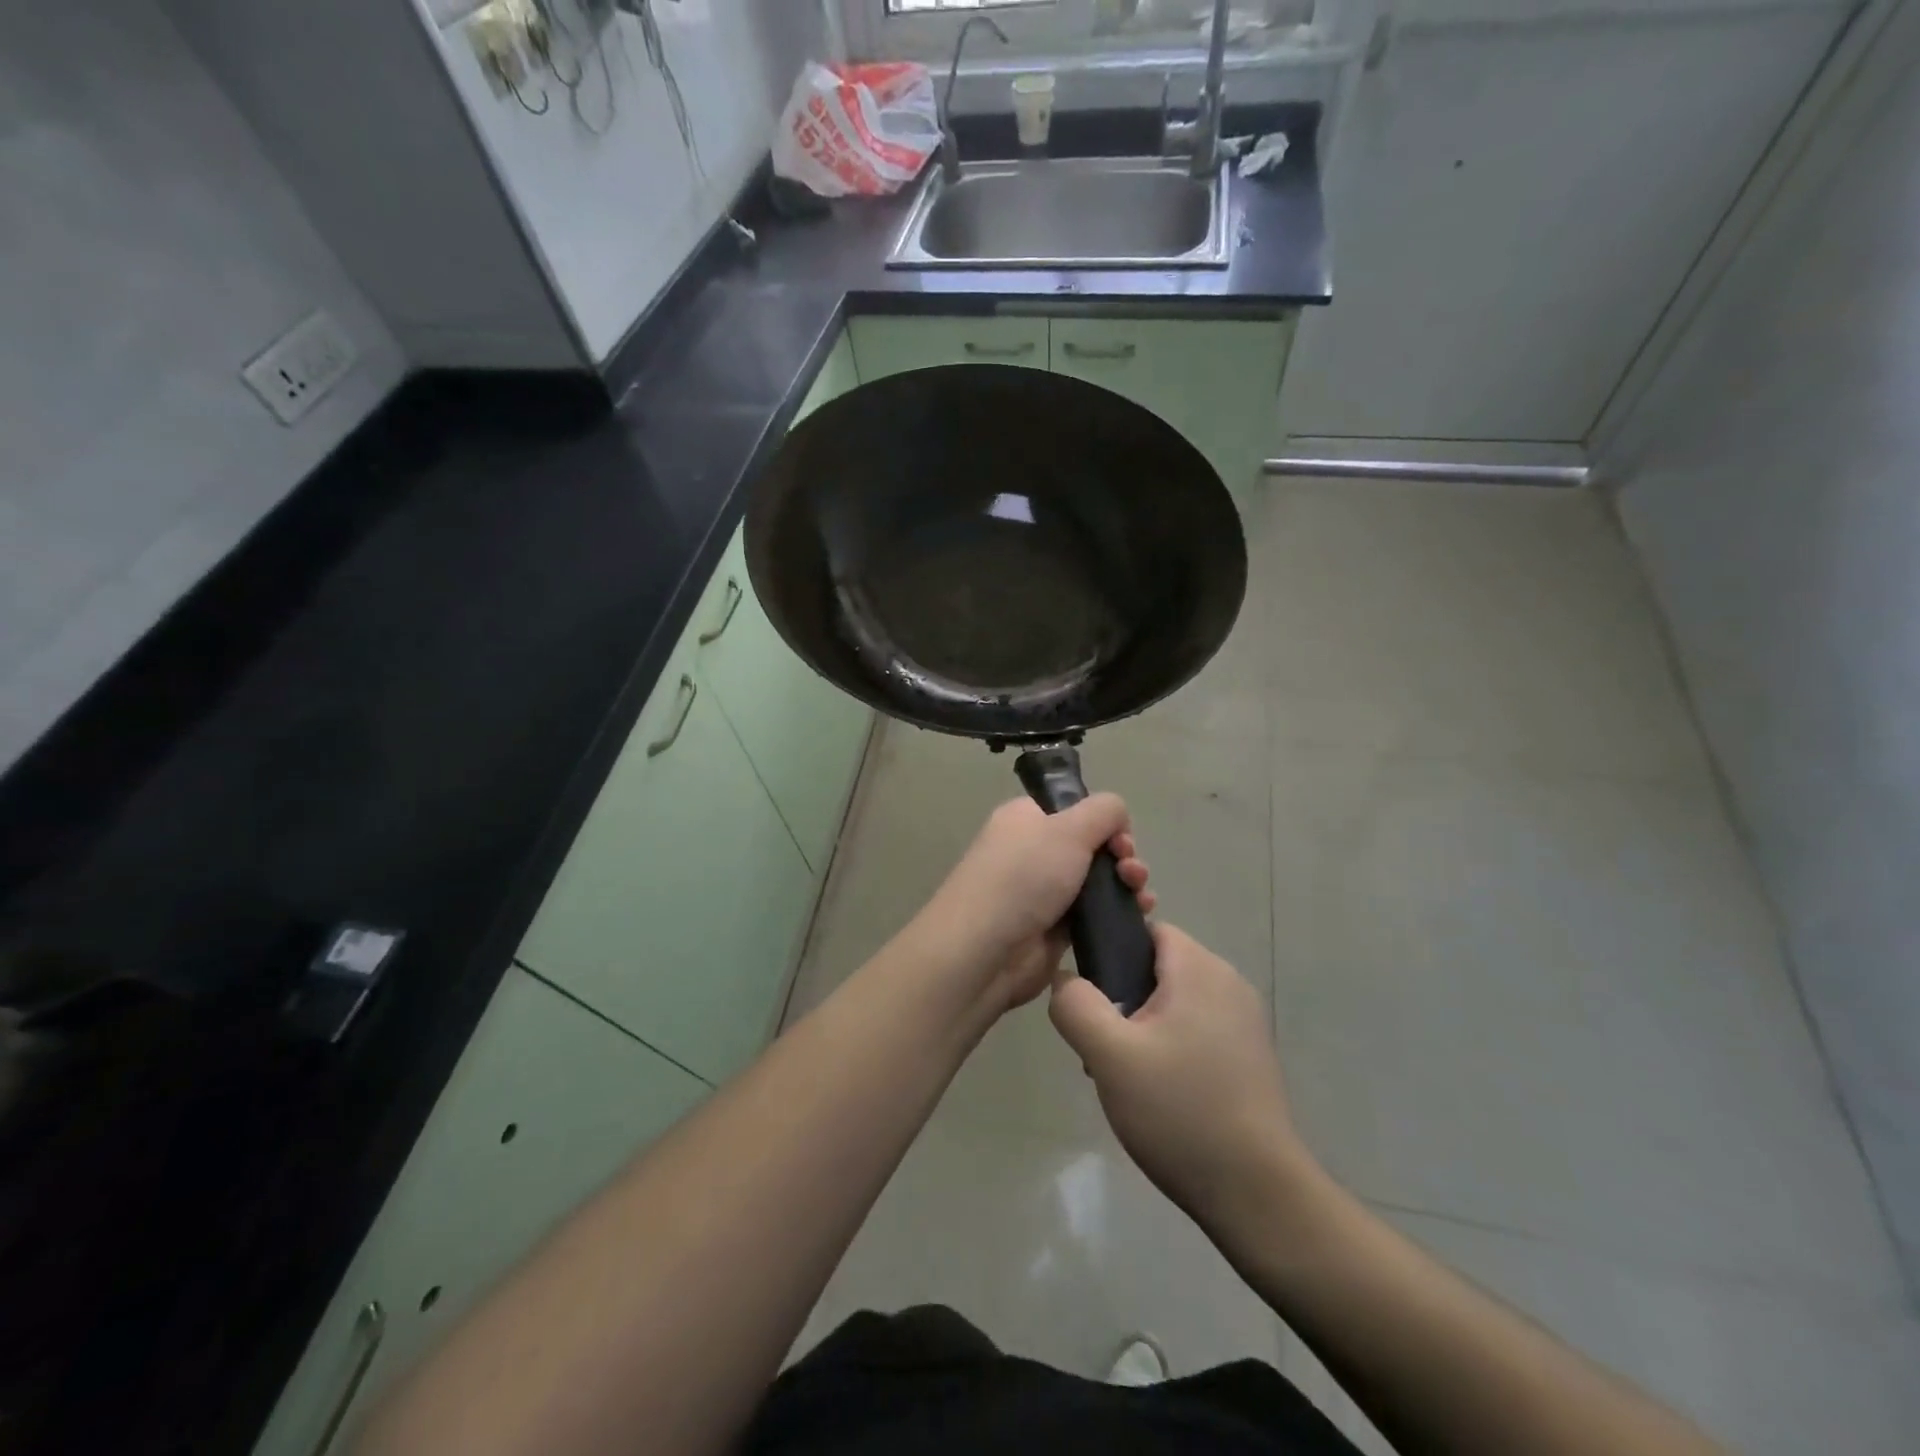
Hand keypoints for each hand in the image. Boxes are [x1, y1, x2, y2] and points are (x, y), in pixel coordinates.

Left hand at [913, 796, 1154, 1012]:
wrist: (986, 950)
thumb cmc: (1025, 876)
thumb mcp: (1069, 827)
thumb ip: (1104, 811)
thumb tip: (1118, 817)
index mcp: (1027, 818)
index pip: (1073, 808)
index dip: (1102, 820)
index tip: (1120, 837)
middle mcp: (1033, 851)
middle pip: (1092, 845)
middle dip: (1122, 854)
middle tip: (1131, 871)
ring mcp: (1043, 892)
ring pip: (1097, 880)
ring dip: (1126, 884)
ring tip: (1142, 898)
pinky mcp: (1054, 929)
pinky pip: (1094, 914)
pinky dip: (1118, 912)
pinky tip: (1139, 916)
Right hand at [1049, 923, 1314, 1228]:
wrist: (1257, 1194)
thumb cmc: (1180, 1113)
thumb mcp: (1109, 1056)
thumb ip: (1076, 1005)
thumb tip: (1064, 978)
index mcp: (1200, 969)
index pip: (1147, 930)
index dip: (1111, 952)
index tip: (1092, 997)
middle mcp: (1229, 982)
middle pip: (1159, 966)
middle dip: (1124, 997)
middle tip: (1103, 1047)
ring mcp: (1245, 1020)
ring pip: (1175, 1001)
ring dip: (1144, 1027)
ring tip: (1126, 1075)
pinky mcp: (1250, 1055)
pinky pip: (1197, 1029)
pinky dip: (1172, 1047)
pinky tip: (1159, 1092)